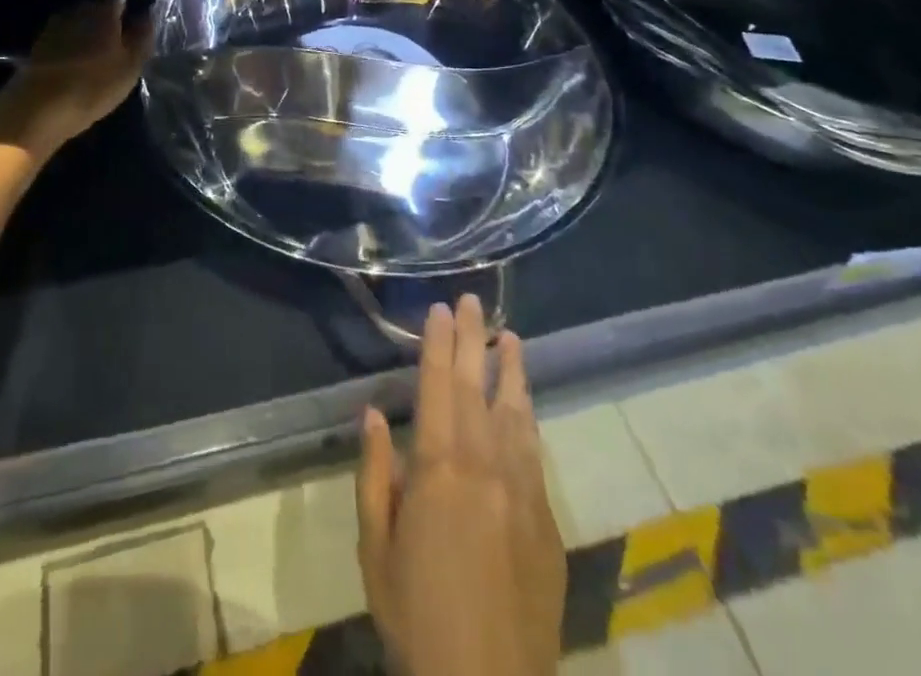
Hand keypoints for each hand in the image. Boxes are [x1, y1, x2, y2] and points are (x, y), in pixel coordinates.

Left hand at [0, 0, 150, 162]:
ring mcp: (54, 25)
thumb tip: (147, 14)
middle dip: (108, 15)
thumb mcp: (130, 66)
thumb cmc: (93, 86)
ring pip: (79, 21)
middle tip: (120, 33)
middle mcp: (77, 9)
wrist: (36, 109)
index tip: (136, 7)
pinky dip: (72, 43)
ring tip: (99, 48)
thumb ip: (142, 37)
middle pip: (97, 4)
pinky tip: (78, 59)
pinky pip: (64, 37)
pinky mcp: (38, 45)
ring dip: (88, 30)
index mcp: (103, 9)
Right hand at [356, 296, 565, 675]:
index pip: (439, 386)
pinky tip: (525, 405)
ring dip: (511, 371)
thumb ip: (376, 473)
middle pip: (478, 388)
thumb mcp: (376, 548)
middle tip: (473, 302)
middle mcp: (486, 466)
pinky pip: (535, 453)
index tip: (440, 309)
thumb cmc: (417, 618)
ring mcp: (523, 491)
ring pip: (516, 414)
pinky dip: (528, 419)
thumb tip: (374, 413)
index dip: (439, 344)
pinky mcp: (547, 521)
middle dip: (474, 340)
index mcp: (439, 468)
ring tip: (510, 337)